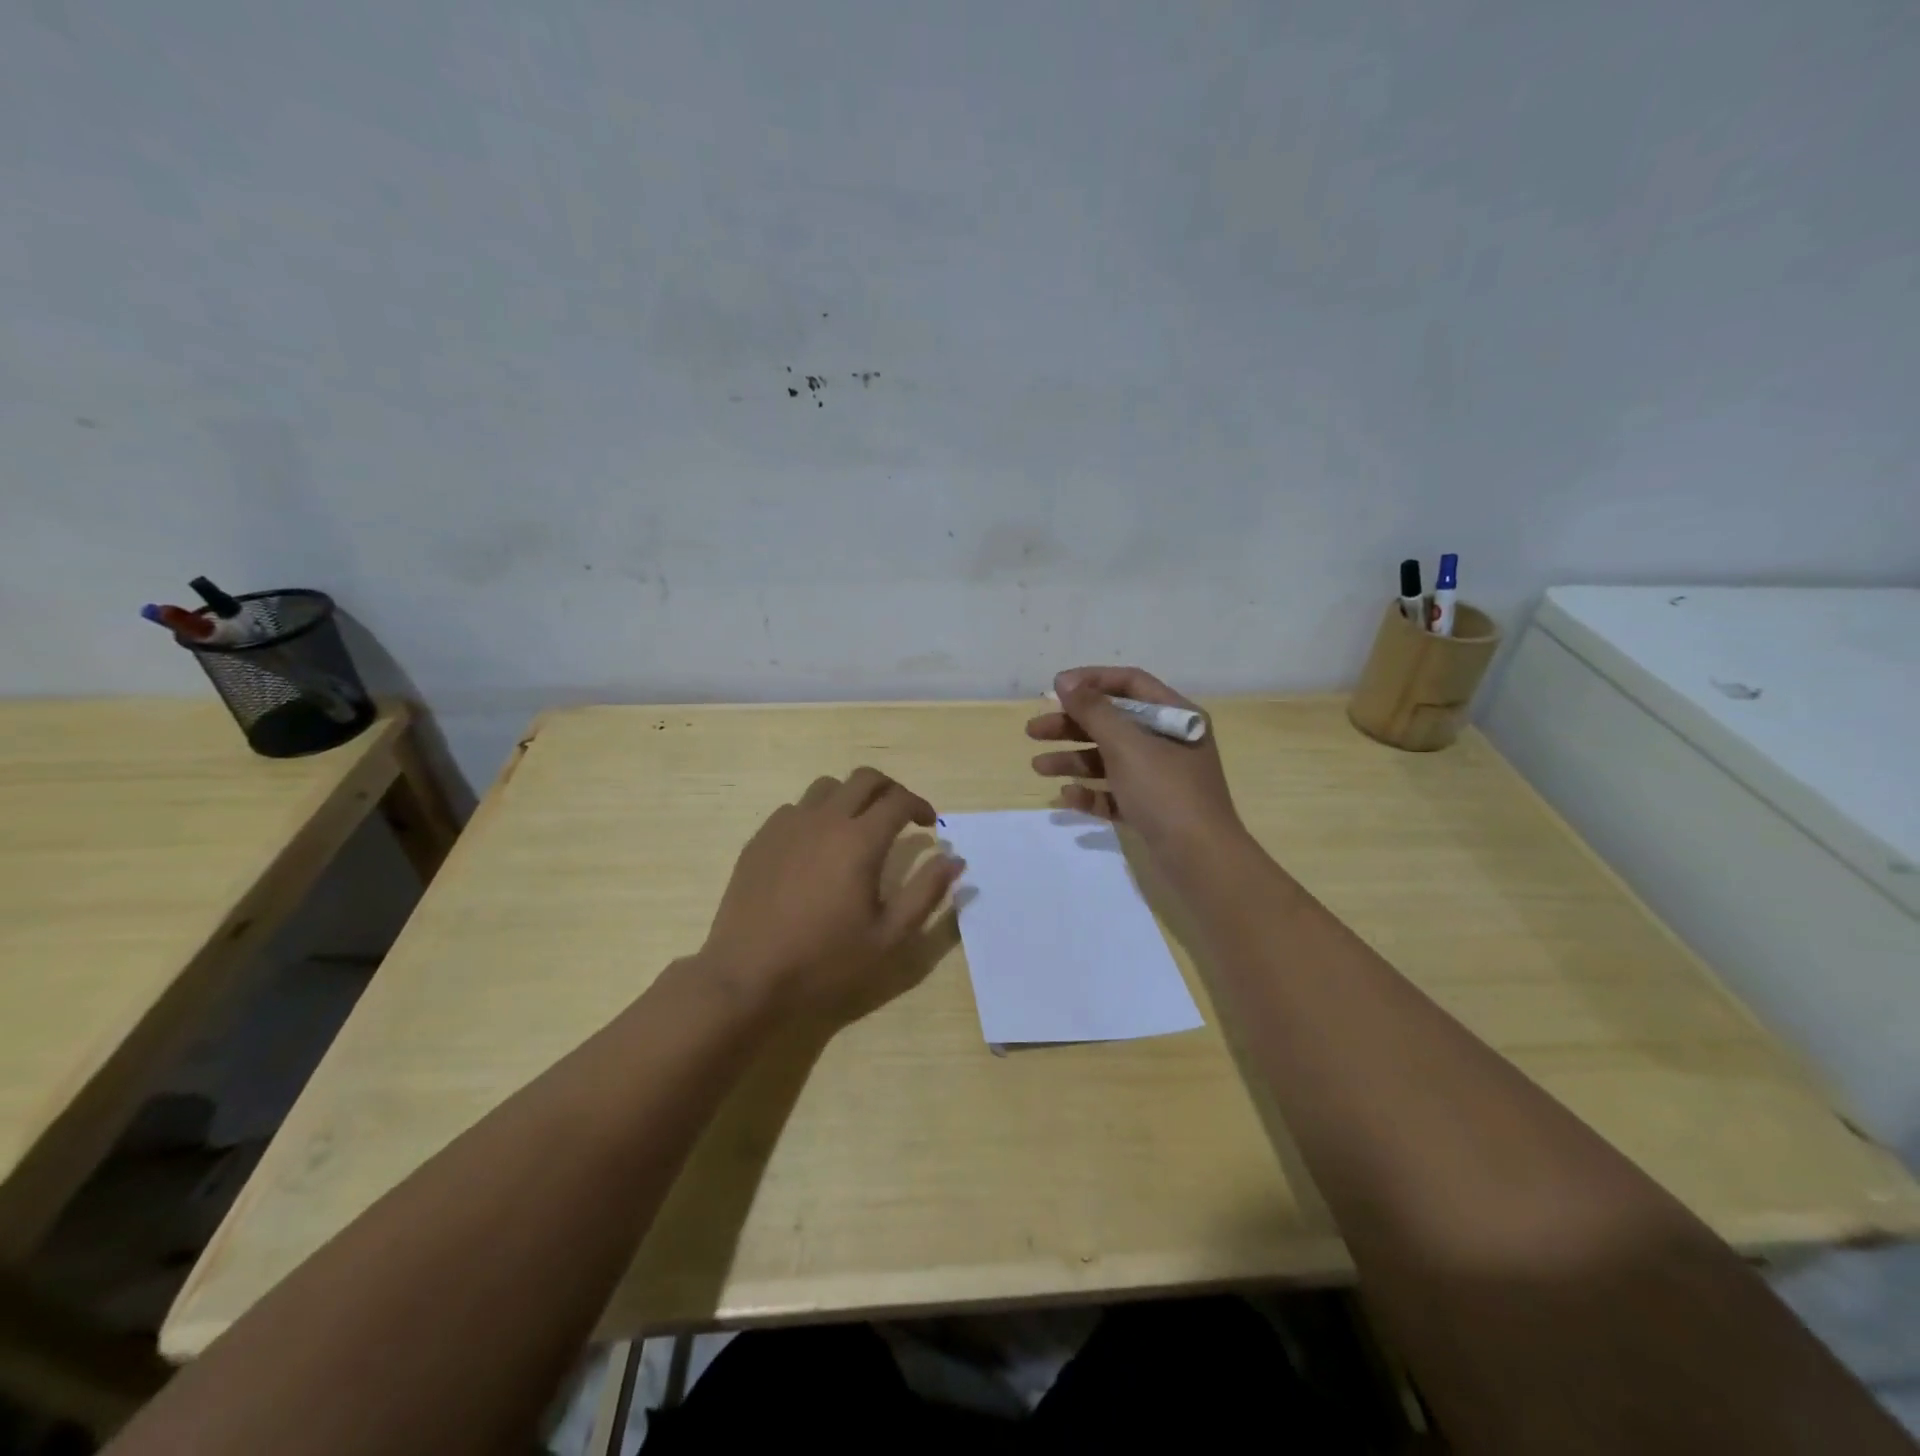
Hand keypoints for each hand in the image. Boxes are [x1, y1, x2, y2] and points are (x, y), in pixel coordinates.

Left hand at [697, 768, 963, 1015]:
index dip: (920, 806)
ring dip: (852, 797)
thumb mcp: (888, 936)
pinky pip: (795, 808)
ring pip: (827, 787)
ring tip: (858, 827)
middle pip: (864, 779)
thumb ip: (926, 892)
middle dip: (890, 790)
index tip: (929, 825)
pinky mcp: (762, 838)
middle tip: (900, 816)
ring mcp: (788, 825)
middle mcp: (825, 820)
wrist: (747, 976)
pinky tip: (816, 847)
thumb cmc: (824, 960)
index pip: (899, 800)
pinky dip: (817, 814)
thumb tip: (954, 858)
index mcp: (859, 840)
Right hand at [1027, 666, 1246, 860]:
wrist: (1200, 860)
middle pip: (1113, 722)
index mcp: (1175, 716)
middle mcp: (1169, 741)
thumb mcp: (1126, 744)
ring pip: (1109, 759)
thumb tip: (1065, 681)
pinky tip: (1067, 797)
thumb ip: (1093, 710)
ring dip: (1073, 760)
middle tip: (1033, 732)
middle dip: (1072, 725)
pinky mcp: (1151, 809)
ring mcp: (1160, 778)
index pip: (1130, 683)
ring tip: (1038, 767)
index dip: (1091, 681)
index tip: (1055, 689)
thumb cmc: (1165, 791)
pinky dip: (1092, 792)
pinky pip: (1115, 793)